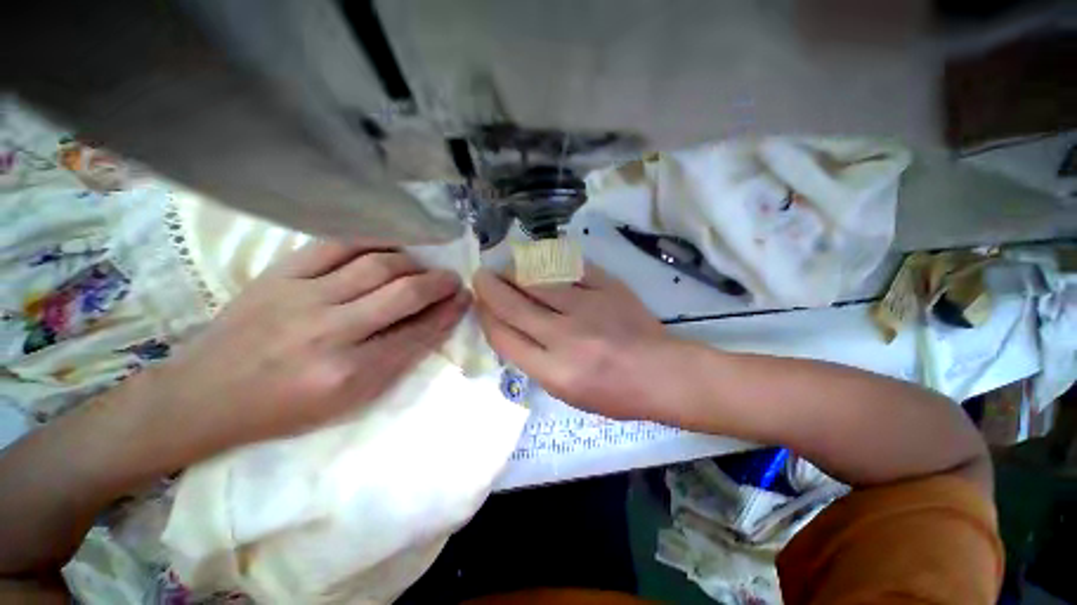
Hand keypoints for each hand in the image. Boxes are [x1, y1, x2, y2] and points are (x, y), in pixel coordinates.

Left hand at [150, 241, 469, 448]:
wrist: (204, 397)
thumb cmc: (284, 410)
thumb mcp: (350, 401)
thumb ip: (397, 360)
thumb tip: (433, 323)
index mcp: (351, 374)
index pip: (419, 333)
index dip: (449, 313)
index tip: (464, 299)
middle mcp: (331, 332)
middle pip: (404, 293)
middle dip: (439, 282)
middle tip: (452, 279)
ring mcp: (302, 297)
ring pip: (378, 264)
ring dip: (412, 262)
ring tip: (423, 267)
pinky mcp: (279, 275)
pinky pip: (337, 245)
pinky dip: (372, 241)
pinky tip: (389, 245)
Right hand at [474, 263, 671, 418]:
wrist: (662, 373)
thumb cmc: (614, 393)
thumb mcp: (566, 392)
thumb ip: (534, 361)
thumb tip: (509, 327)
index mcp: (555, 372)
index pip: (504, 338)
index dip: (485, 317)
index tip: (480, 304)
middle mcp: (566, 337)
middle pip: (514, 305)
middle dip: (490, 288)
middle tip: (481, 276)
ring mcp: (588, 307)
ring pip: (537, 280)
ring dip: (514, 271)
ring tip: (506, 267)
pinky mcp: (607, 287)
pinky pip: (569, 267)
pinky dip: (549, 262)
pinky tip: (539, 260)